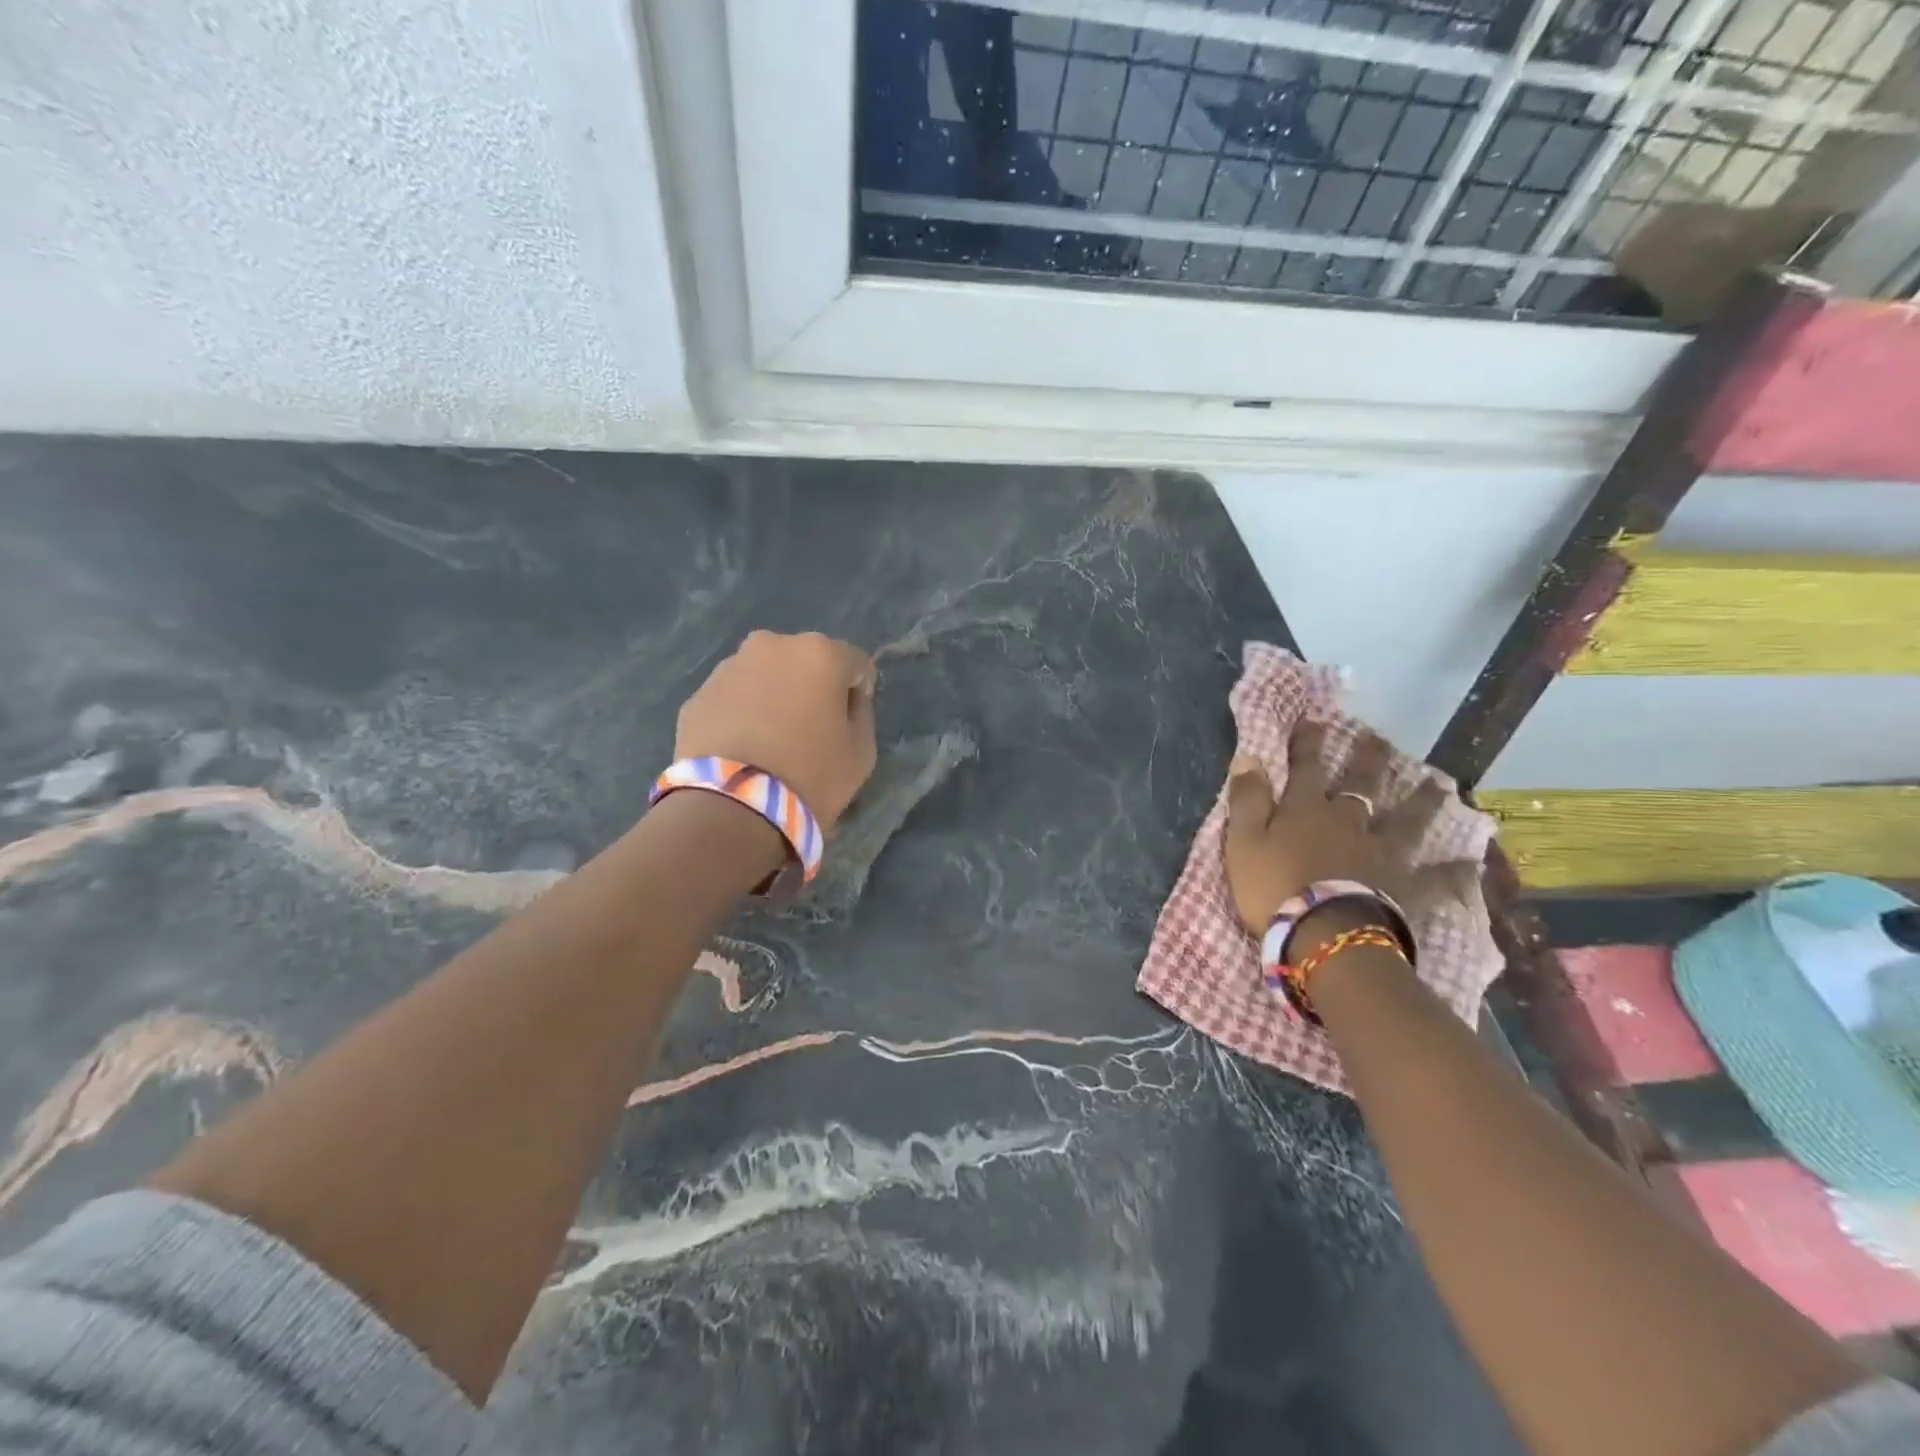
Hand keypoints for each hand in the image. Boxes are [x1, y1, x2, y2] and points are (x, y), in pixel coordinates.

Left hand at [675, 630, 878, 830]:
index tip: (850, 722)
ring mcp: (728, 668)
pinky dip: (741, 715)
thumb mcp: (862, 751)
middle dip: (810, 688)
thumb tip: (847, 700)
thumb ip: (860, 714)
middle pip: (805, 663)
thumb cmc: (812, 774)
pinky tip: (743, 750)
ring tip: (771, 742)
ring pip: (764, 677)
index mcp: (819, 653)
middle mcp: (771, 646)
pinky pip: (732, 700)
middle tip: (810, 730)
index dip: (857, 693)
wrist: (734, 805)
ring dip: (773, 697)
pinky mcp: (697, 696)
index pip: (855, 664)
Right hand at [1225, 721, 1449, 936]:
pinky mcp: (1403, 888)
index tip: (1314, 719)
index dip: (1309, 743)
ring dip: (1421, 803)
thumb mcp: (1244, 840)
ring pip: (1405, 823)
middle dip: (1368, 761)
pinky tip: (1472, 864)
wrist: (1324, 935)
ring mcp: (1381, 854)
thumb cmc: (1273, 887)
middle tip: (1379, 739)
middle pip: (1361, 786)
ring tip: (1437, 786)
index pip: (1307, 767)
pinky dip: (1452, 872)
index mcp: (1307, 810)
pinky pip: (1434, 879)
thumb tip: (1249, 756)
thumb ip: (1247, 798)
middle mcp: (1349, 823)